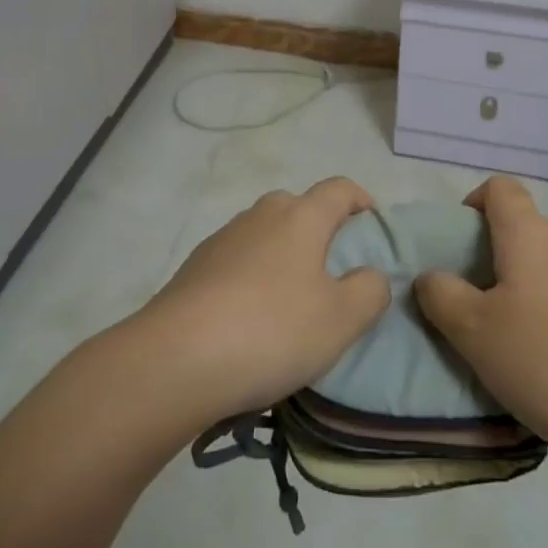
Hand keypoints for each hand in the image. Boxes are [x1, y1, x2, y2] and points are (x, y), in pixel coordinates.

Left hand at [139, 177, 391, 424]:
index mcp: (302, 216)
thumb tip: (370, 274)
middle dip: (320, 231)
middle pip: (300, 208)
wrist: (175, 358)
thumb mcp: (341, 320)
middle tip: (332, 274)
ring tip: (290, 303)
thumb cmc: (271, 330)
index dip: (361, 201)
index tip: (372, 227)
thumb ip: (370, 290)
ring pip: (266, 234)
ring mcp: (224, 237)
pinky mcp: (195, 265)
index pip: (340, 188)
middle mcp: (262, 214)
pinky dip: (252, 277)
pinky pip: (238, 260)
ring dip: (283, 256)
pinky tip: (249, 318)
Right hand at [415, 176, 547, 478]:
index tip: (457, 246)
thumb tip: (430, 276)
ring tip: (506, 341)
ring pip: (546, 267)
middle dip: (491, 258)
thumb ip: (442, 296)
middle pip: (521, 229)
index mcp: (528, 233)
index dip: (473, 204)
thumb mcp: (474, 331)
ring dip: (521, 290)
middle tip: (471, 304)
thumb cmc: (546, 359)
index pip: (500, 187)